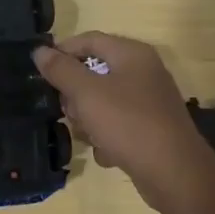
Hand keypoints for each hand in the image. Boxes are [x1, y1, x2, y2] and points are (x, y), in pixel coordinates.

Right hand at [34, 32, 214, 213]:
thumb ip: (61, 70)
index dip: (63, 51)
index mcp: (132, 54)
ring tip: (88, 136)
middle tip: (68, 112)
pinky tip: (107, 153)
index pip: (90, 39)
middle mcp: (143, 72)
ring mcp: (148, 101)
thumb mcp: (87, 94)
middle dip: (75, 94)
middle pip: (95, 72)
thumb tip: (40, 51)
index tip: (41, 72)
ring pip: (103, 101)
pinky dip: (107, 137)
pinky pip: (117, 125)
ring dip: (89, 119)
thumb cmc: (128, 124)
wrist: (174, 173)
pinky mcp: (150, 128)